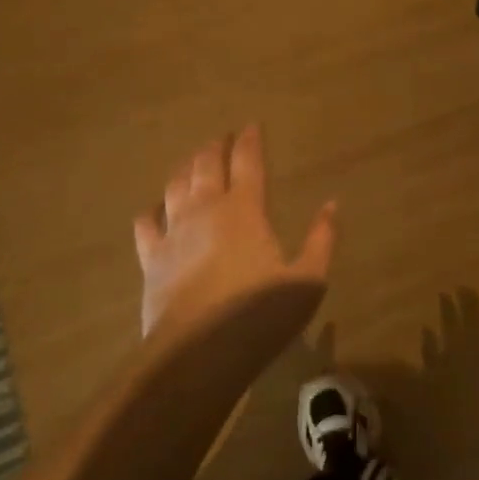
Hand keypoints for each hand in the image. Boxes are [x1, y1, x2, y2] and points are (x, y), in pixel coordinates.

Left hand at [133, 125, 336, 344]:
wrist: (199, 352)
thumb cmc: (260, 315)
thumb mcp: (308, 280)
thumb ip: (321, 239)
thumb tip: (332, 205)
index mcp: (245, 210)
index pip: (247, 162)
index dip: (250, 140)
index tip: (252, 126)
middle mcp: (206, 210)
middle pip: (207, 165)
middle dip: (216, 147)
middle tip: (221, 138)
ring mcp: (174, 232)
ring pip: (176, 185)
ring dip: (186, 168)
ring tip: (193, 161)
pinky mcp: (151, 258)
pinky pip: (146, 222)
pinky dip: (153, 209)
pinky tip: (157, 208)